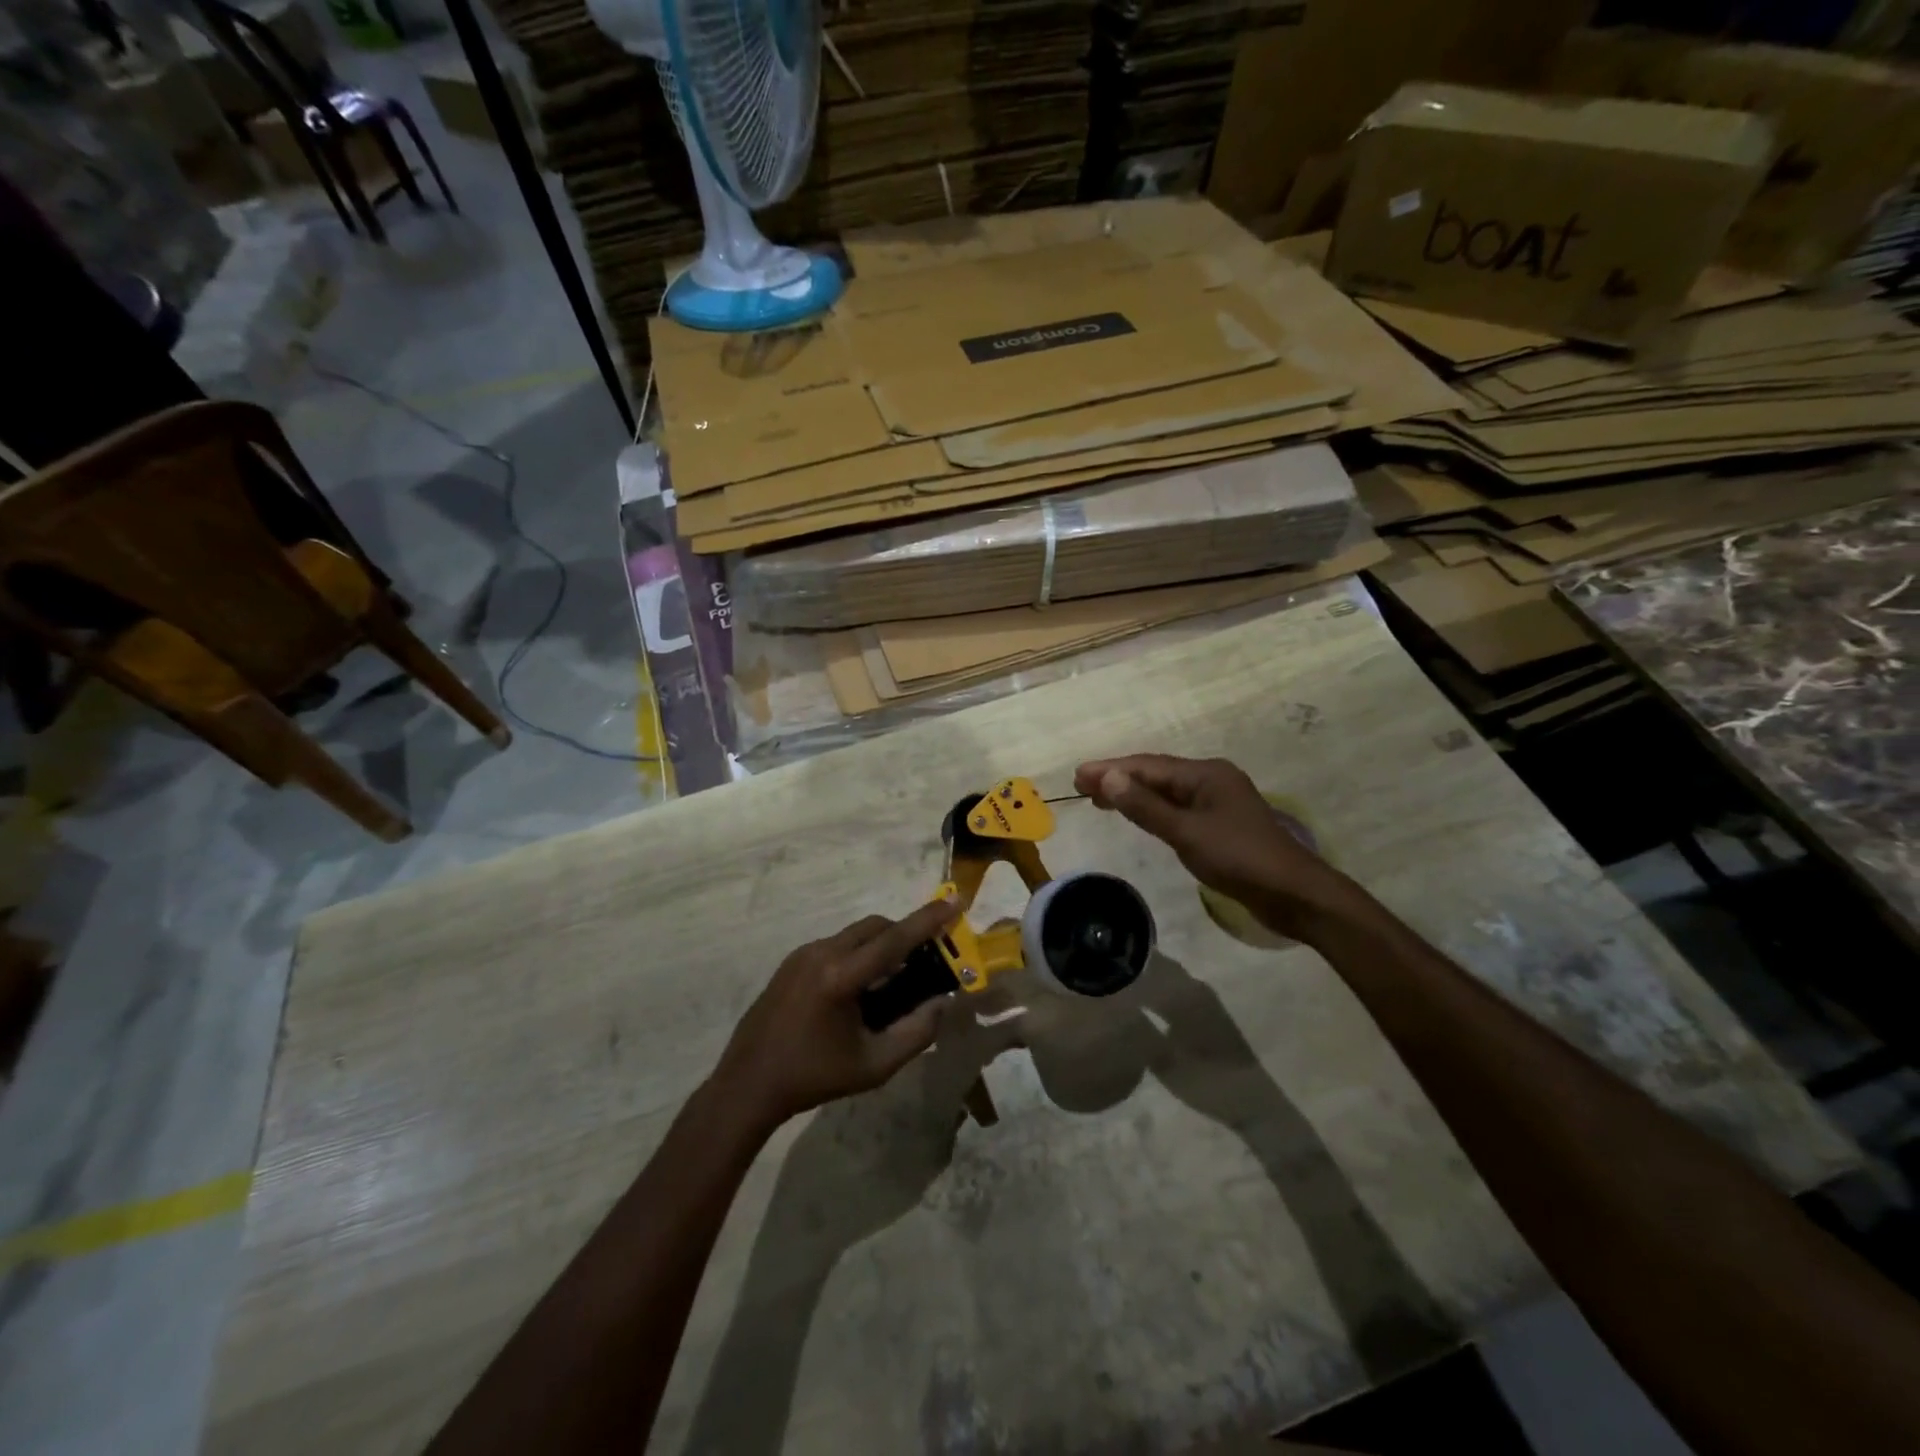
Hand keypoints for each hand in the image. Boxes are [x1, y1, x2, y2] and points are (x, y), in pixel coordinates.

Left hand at [710, 899, 961, 1134]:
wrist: (748, 1084)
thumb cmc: (814, 1077)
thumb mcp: (874, 1065)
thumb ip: (916, 1033)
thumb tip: (942, 1003)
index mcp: (841, 977)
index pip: (894, 940)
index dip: (928, 920)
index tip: (955, 900)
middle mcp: (821, 953)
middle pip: (875, 927)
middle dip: (904, 934)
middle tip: (925, 959)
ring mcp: (802, 954)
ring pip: (855, 934)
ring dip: (880, 945)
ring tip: (891, 982)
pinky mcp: (791, 962)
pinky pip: (836, 945)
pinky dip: (857, 954)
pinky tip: (858, 990)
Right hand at [1074, 754, 1362, 942]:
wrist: (1294, 894)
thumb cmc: (1239, 859)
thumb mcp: (1186, 833)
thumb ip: (1145, 807)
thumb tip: (1107, 778)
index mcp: (1205, 774)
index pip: (1147, 766)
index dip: (1110, 770)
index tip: (1077, 776)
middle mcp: (1212, 779)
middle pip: (1156, 774)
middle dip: (1119, 778)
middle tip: (1081, 787)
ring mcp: (1218, 802)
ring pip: (1167, 791)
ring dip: (1134, 794)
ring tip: (1100, 800)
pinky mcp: (1221, 824)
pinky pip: (1178, 807)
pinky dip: (1152, 809)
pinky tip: (1140, 815)